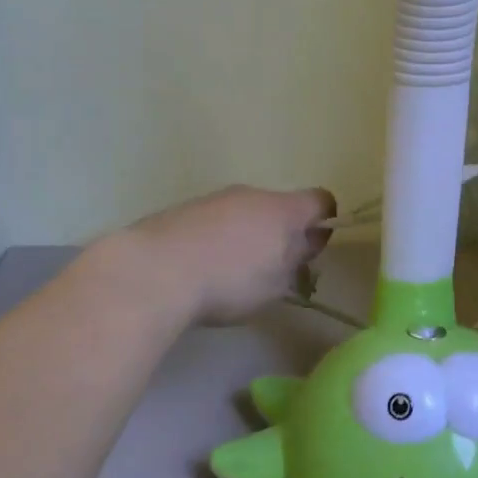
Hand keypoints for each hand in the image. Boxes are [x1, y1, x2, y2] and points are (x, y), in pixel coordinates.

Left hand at [121, 185, 336, 326]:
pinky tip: (200, 269)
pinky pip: (213, 221)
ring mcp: (214, 198)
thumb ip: (295, 260)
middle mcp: (251, 194)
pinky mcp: (183, 209)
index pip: (321, 201)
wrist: (154, 271)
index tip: (311, 251)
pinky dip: (215, 238)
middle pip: (279, 207)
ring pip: (244, 213)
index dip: (324, 223)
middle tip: (270, 272)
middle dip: (280, 234)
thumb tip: (305, 243)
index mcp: (283, 210)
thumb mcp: (276, 283)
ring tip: (229, 275)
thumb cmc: (229, 281)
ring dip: (245, 236)